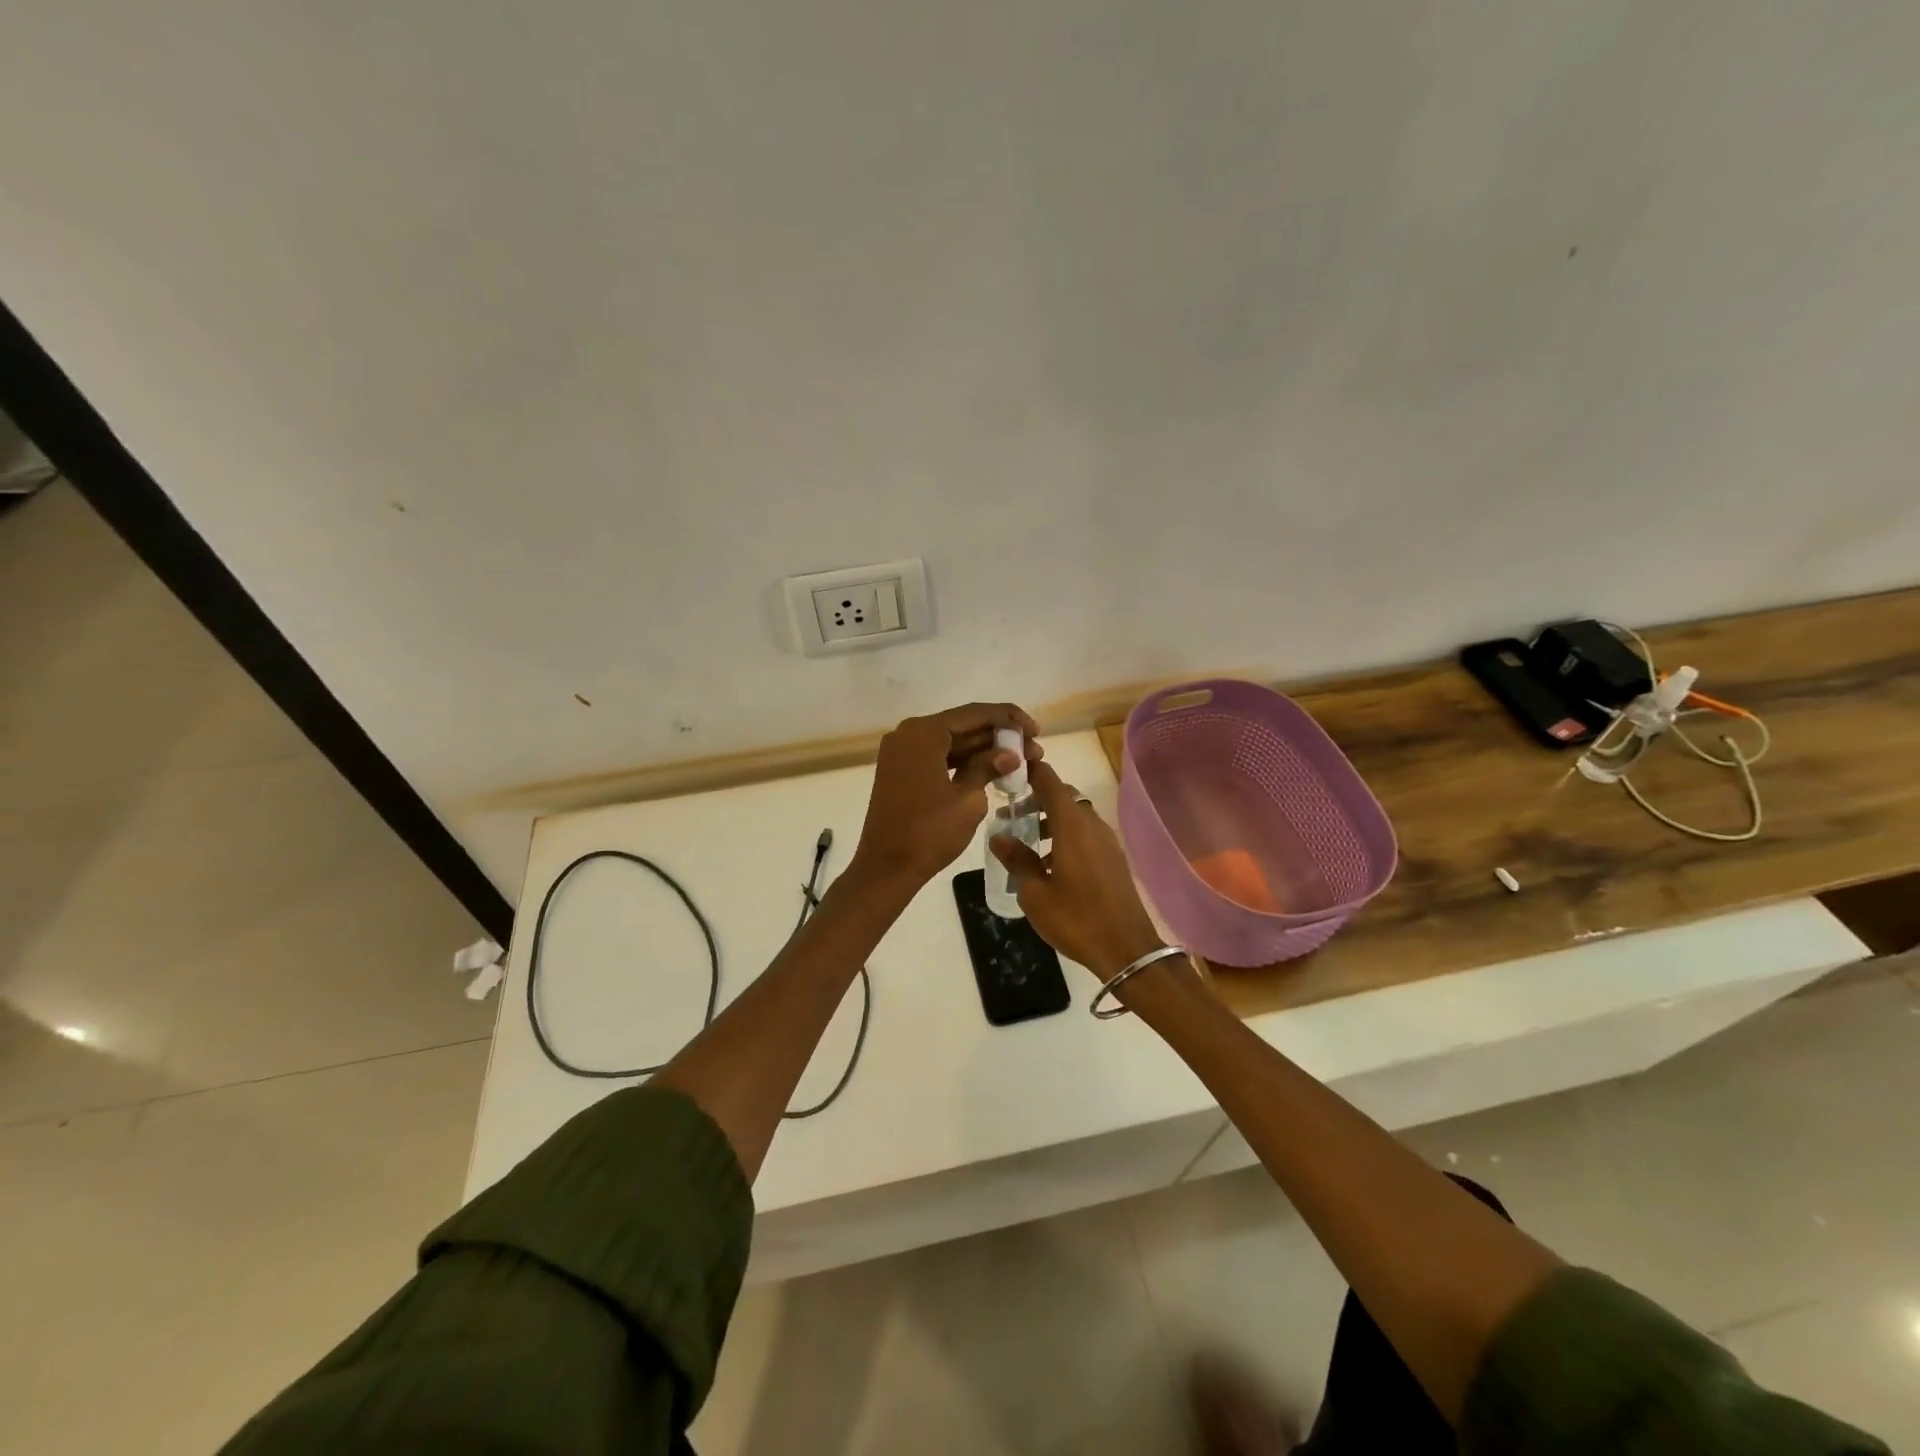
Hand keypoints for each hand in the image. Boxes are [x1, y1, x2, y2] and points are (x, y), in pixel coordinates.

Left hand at [850, 702, 1040, 890]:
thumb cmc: (929, 832)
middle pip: (962, 726)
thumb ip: (989, 767)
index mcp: (924, 732)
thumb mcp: (968, 799)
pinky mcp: (900, 771)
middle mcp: (909, 733)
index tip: (1036, 731)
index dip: (1009, 719)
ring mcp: (902, 752)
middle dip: (999, 736)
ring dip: (983, 750)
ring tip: (1019, 761)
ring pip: (951, 742)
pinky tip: (991, 770)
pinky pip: (938, 757)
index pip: (975, 713)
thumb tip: (1010, 754)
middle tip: (1033, 750)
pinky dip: (963, 762)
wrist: (886, 867)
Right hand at [989, 759, 1166, 980]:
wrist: (1127, 949)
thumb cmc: (1076, 918)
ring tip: (1027, 841)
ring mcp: (1106, 840)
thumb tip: (999, 836)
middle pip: (1062, 796)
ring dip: (1050, 819)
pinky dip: (1065, 835)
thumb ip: (1017, 860)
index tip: (1008, 773)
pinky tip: (1050, 862)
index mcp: (1072, 824)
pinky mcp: (1114, 857)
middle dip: (1036, 799)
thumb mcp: (1035, 893)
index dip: (1029, 770)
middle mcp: (1091, 824)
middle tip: (1010, 815)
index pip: (1049, 780)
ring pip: (1075, 815)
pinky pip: (1085, 833)